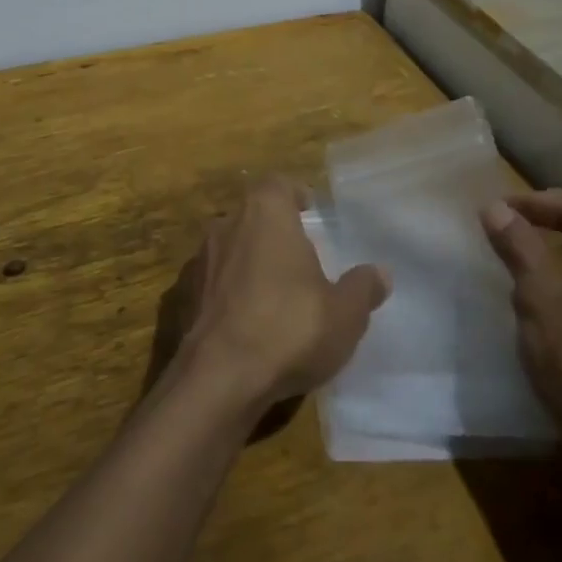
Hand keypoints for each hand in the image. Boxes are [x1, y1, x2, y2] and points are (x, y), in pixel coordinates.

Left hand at [170, 177, 390, 410]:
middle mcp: (226, 225)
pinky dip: (227, 291)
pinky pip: (211, 281)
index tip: (308, 209)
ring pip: (229, 247)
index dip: (293, 193)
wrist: (218, 377)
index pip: (277, 184)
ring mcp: (199, 260)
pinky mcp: (182, 294)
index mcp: (265, 214)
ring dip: (248, 260)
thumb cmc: (288, 329)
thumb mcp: (344, 314)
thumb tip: (380, 273)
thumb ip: (362, 288)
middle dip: (273, 230)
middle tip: (297, 256)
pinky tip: (244, 319)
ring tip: (273, 290)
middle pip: (251, 214)